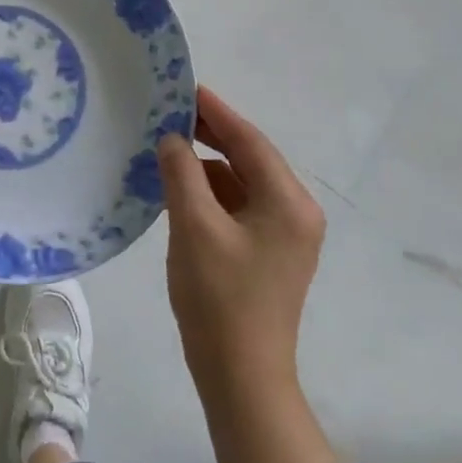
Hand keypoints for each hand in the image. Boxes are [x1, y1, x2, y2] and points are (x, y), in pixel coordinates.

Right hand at [157, 86, 325, 403]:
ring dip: (207, 165)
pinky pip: (238, 205)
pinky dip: (210, 192)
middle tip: (168, 113)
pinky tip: (178, 189)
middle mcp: (295, 212)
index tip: (184, 87)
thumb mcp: (194, 226)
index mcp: (288, 203)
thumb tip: (172, 139)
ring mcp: (284, 235)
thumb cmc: (220, 297)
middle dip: (210, 135)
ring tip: (166, 150)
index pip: (250, 141)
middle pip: (250, 158)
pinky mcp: (268, 252)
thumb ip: (182, 173)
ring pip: (241, 182)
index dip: (216, 111)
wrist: (241, 375)